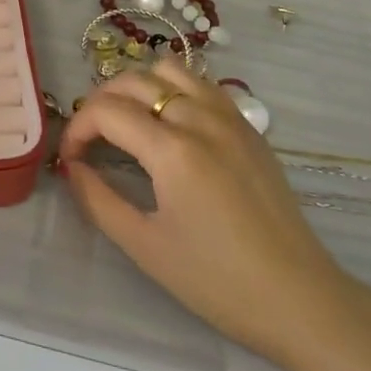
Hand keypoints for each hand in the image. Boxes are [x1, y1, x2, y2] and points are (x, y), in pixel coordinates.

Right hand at [60, 60, 355, 365]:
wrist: (300, 299)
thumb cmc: (218, 281)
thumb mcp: (146, 247)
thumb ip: (99, 200)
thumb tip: (72, 167)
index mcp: (173, 150)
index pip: (107, 111)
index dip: (77, 128)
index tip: (70, 157)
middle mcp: (200, 119)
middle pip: (133, 80)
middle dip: (100, 102)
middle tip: (91, 139)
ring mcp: (229, 117)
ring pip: (169, 70)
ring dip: (139, 87)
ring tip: (129, 122)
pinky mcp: (248, 126)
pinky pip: (202, 84)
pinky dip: (174, 89)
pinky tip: (170, 123)